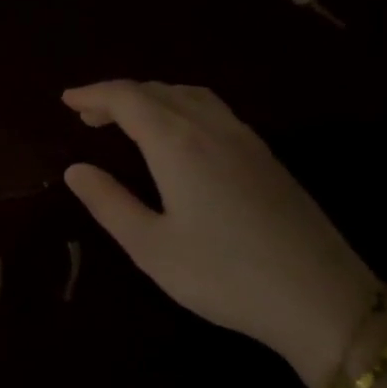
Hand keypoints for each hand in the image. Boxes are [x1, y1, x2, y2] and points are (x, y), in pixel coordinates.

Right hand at [61, 81, 378, 387]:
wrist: (320, 296)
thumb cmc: (224, 275)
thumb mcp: (152, 246)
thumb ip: (109, 203)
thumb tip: (75, 169)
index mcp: (178, 144)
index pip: (128, 99)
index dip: (94, 94)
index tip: (66, 99)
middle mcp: (212, 128)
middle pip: (159, 91)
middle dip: (119, 96)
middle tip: (87, 114)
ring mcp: (246, 139)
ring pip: (191, 96)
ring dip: (153, 98)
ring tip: (128, 119)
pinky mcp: (267, 157)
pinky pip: (214, 111)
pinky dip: (182, 108)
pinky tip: (179, 136)